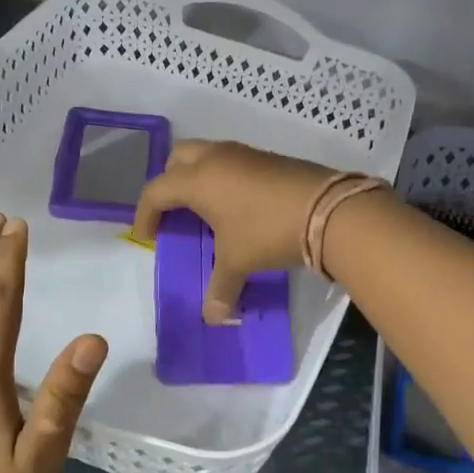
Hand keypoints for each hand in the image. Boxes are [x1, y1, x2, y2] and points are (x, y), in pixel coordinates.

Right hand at [132, 140, 337, 322]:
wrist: (328, 210)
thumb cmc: (267, 231)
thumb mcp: (238, 262)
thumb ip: (221, 288)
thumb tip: (214, 318)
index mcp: (198, 180)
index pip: (157, 191)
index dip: (145, 214)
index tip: (145, 237)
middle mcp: (216, 158)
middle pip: (177, 158)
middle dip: (169, 182)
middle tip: (173, 211)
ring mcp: (245, 154)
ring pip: (207, 155)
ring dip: (198, 177)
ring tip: (204, 210)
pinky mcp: (269, 158)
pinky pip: (233, 162)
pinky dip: (224, 178)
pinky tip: (237, 206)